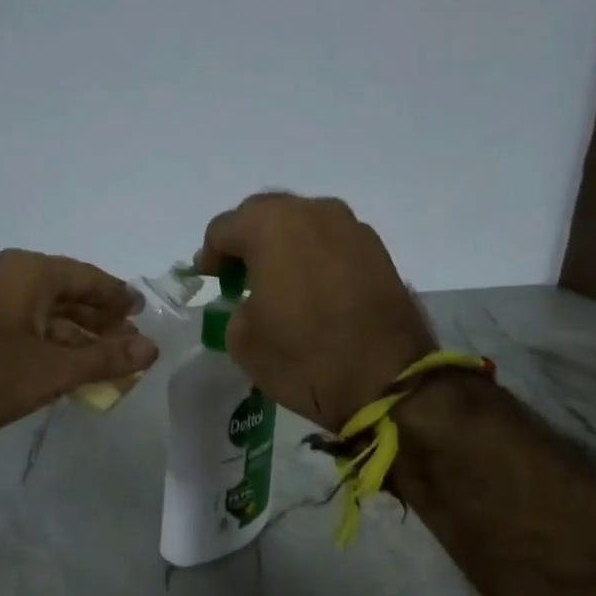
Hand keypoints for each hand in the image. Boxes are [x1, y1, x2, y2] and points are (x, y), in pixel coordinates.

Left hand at [0, 250, 157, 456]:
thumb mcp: (55, 368)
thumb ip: (106, 358)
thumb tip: (152, 349)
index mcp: (27, 273)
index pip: (85, 276)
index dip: (116, 295)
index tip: (141, 310)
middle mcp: (7, 282)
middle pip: (66, 296)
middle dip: (100, 320)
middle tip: (131, 340)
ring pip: (47, 319)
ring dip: (79, 340)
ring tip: (110, 362)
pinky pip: (28, 337)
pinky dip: (54, 352)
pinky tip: (73, 374)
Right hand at [198, 193, 434, 429]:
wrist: (385, 381)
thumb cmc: (303, 358)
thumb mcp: (243, 340)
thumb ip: (235, 306)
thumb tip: (251, 300)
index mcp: (271, 227)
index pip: (224, 228)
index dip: (210, 255)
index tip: (211, 281)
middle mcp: (313, 213)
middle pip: (265, 214)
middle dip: (247, 241)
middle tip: (239, 276)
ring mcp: (352, 228)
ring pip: (303, 223)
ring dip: (284, 245)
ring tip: (279, 281)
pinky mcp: (378, 250)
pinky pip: (332, 242)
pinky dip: (315, 257)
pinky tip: (313, 289)